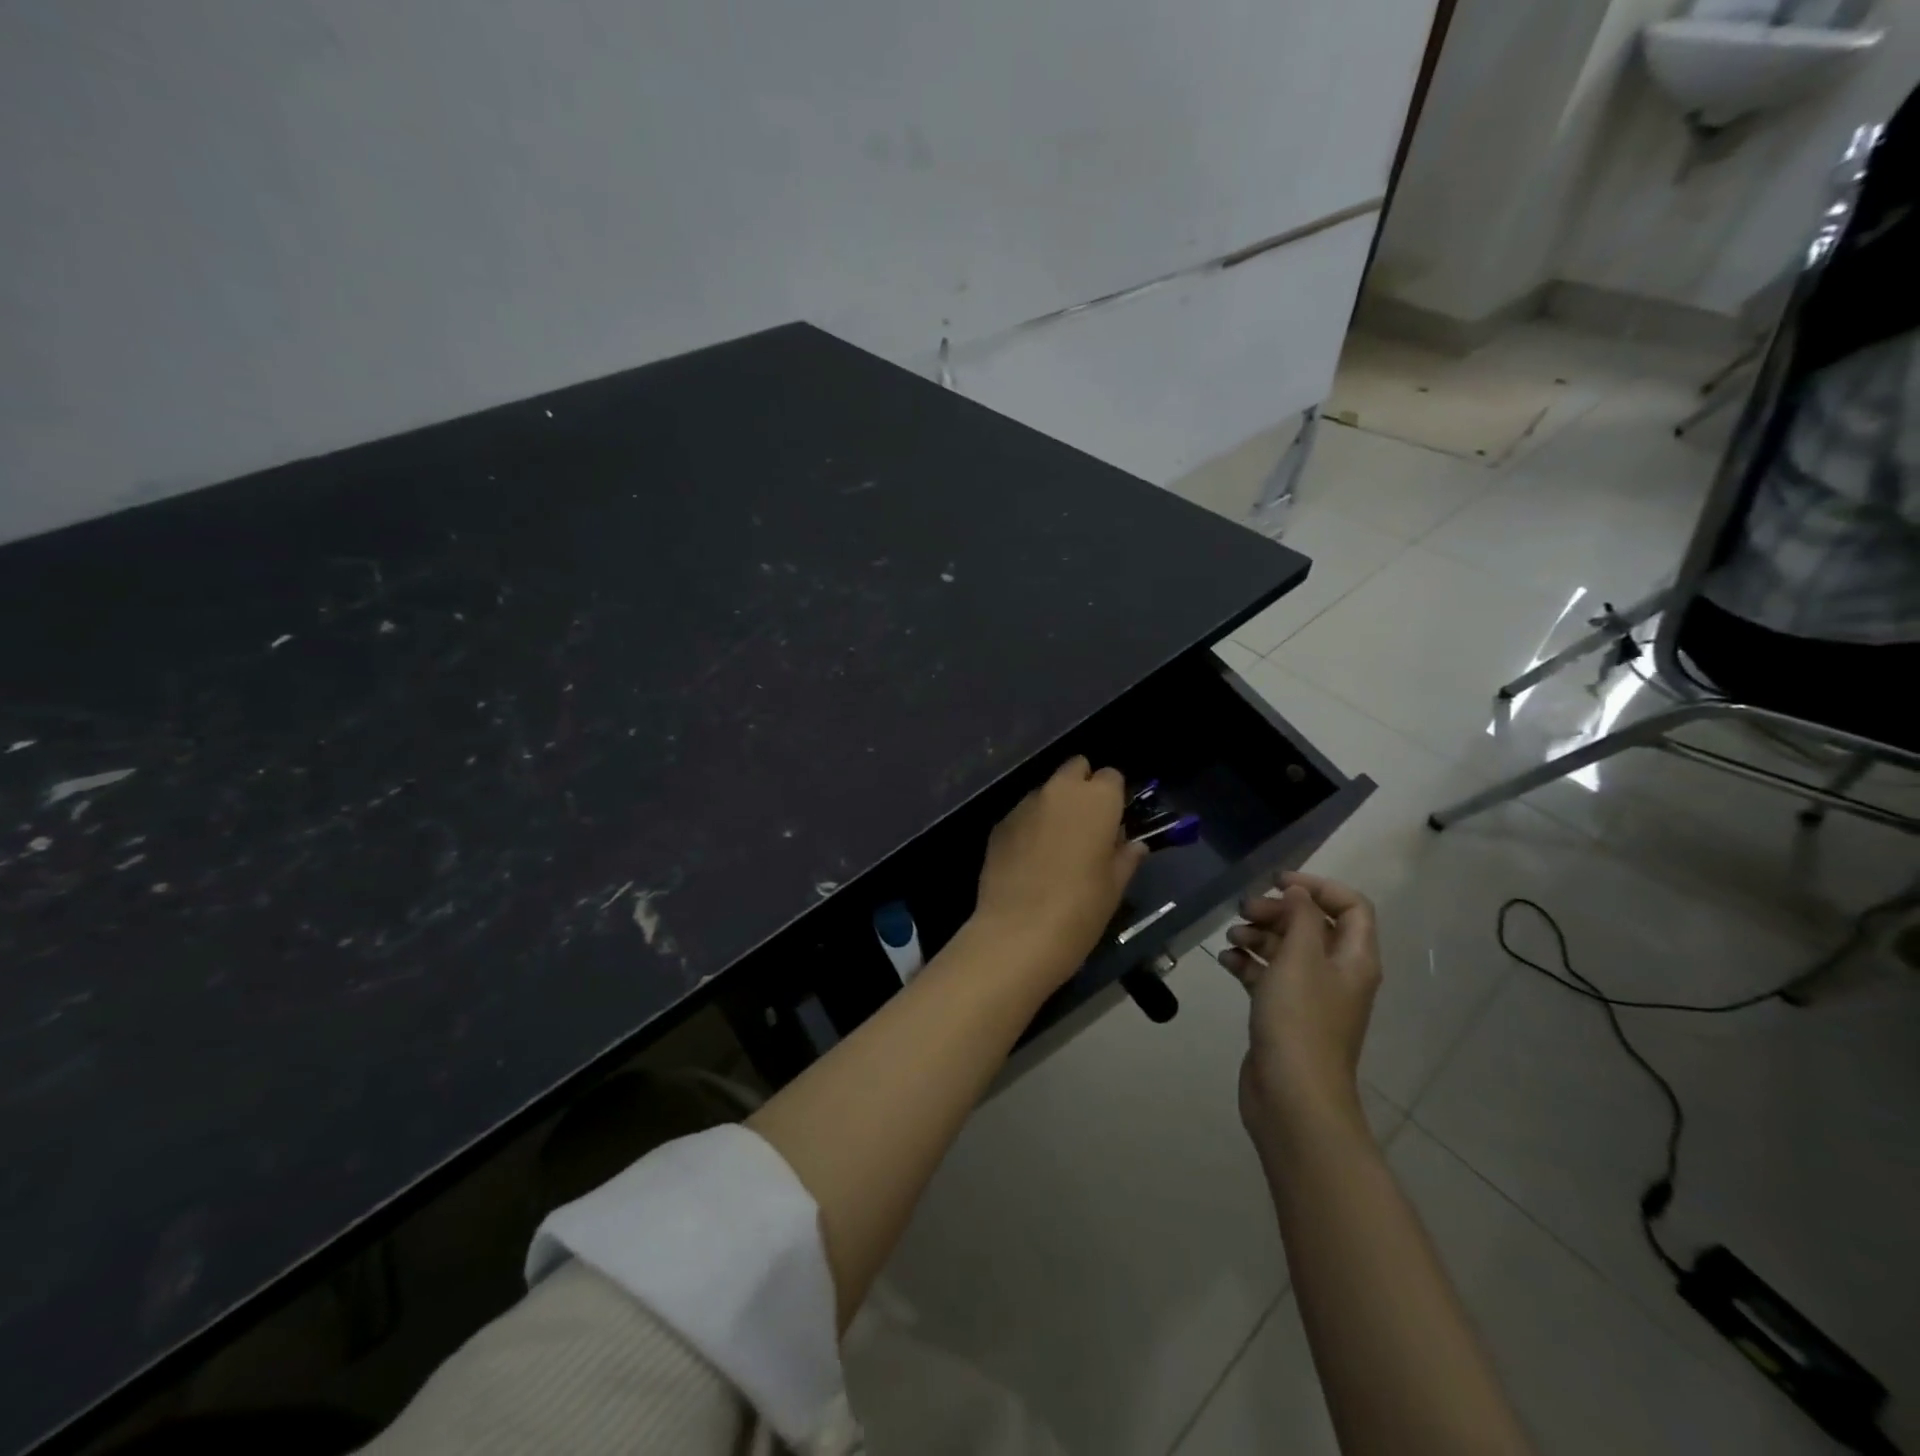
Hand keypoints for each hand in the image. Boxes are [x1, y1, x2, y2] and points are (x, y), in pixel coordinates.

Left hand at [971, 757, 1147, 986]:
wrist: (1018, 933)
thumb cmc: (1080, 909)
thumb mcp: (1114, 886)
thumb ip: (1126, 857)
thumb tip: (1133, 845)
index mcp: (1096, 800)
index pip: (1111, 776)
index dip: (1113, 796)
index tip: (1113, 821)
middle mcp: (1059, 791)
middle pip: (1075, 769)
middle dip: (1082, 787)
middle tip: (1086, 824)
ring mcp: (1024, 805)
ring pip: (1045, 791)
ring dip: (1054, 807)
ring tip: (1056, 845)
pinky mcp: (999, 824)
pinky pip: (1022, 814)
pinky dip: (1030, 827)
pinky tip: (1030, 859)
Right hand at [1218, 870, 1381, 1156]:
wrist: (1292, 1095)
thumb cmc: (1299, 1020)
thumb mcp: (1300, 958)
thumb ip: (1300, 917)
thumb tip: (1298, 892)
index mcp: (1354, 958)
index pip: (1350, 906)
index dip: (1317, 886)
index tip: (1276, 882)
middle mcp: (1338, 974)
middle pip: (1313, 925)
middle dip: (1278, 911)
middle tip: (1244, 910)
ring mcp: (1311, 997)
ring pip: (1287, 950)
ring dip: (1259, 935)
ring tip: (1231, 937)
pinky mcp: (1285, 1015)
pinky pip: (1268, 976)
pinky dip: (1249, 963)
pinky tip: (1226, 961)